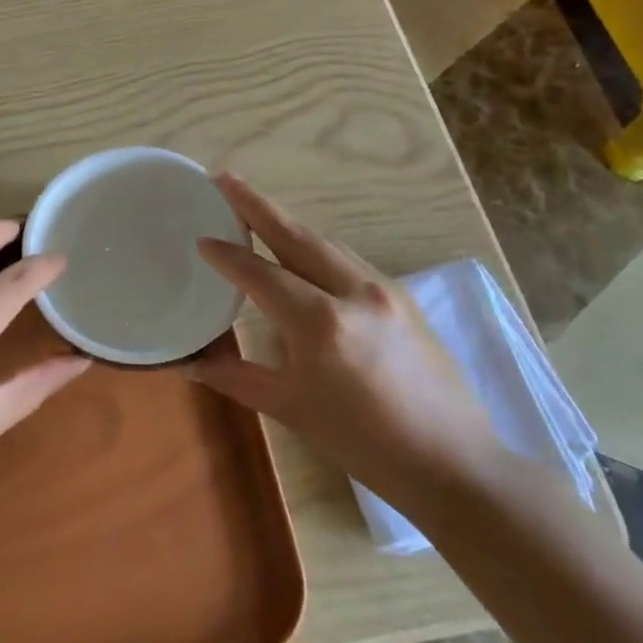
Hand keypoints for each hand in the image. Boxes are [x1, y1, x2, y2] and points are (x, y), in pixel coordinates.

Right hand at [190, 175, 499, 513]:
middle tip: (223, 179)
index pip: (260, 274)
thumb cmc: (364, 443)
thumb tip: (188, 363)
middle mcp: (352, 292)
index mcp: (320, 322)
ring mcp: (384, 290)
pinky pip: (348, 258)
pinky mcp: (403, 297)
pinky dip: (316, 245)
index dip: (226, 255)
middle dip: (256, 205)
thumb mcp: (291, 409)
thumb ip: (236, 377)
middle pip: (295, 235)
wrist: (454, 464)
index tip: (200, 239)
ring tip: (255, 206)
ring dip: (287, 222)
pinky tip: (302, 248)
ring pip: (325, 242)